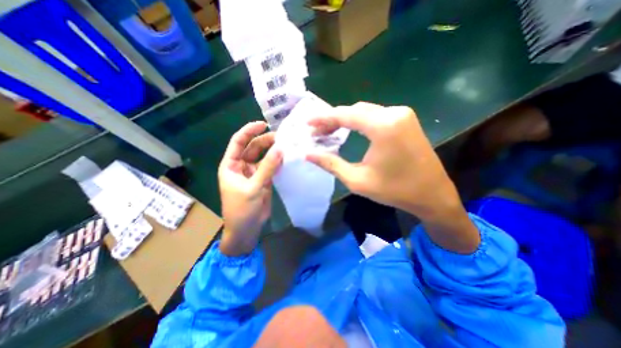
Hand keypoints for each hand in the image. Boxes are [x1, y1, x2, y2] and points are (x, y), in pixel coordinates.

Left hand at [218, 121, 281, 255]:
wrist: (246, 229)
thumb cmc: (242, 210)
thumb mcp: (253, 188)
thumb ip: (267, 168)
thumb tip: (280, 149)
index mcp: (231, 165)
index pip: (238, 142)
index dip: (249, 131)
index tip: (263, 124)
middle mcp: (242, 166)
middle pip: (253, 147)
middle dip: (265, 141)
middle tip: (282, 137)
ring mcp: (253, 173)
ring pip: (263, 157)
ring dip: (273, 151)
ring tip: (287, 145)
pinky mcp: (263, 180)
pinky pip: (271, 167)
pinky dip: (278, 162)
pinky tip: (287, 158)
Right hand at [308, 102, 476, 251]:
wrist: (432, 195)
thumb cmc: (394, 190)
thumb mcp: (357, 180)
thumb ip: (330, 163)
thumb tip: (307, 154)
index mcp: (383, 126)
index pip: (345, 115)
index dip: (323, 118)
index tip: (308, 122)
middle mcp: (394, 113)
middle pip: (354, 110)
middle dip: (333, 119)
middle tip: (316, 131)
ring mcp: (402, 114)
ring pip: (365, 111)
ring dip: (345, 119)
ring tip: (328, 131)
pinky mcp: (406, 120)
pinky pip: (376, 115)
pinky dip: (359, 121)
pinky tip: (348, 130)